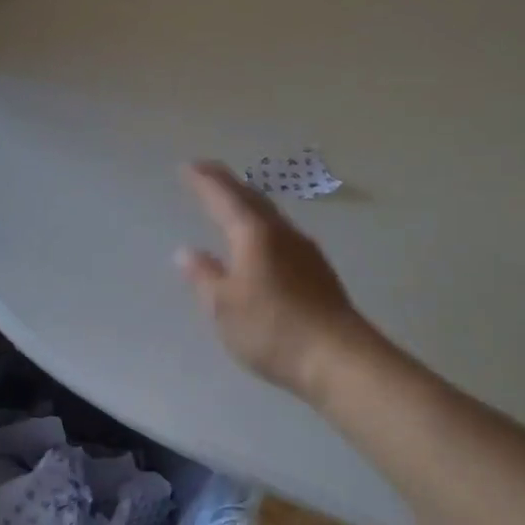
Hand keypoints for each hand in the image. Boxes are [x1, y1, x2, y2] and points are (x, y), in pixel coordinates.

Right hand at [175, 160, 373, 398]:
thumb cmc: (272, 329)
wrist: (338, 358)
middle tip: (207, 172)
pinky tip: (262, 242)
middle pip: (252, 199)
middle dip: (228, 184)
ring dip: (248, 203)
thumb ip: (204, 276)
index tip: (188, 166)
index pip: (224, 198)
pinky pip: (282, 234)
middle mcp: (282, 234)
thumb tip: (186, 252)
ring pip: (270, 215)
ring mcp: (305, 252)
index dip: (204, 182)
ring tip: (232, 202)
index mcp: (255, 235)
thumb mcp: (224, 307)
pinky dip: (263, 226)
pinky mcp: (318, 272)